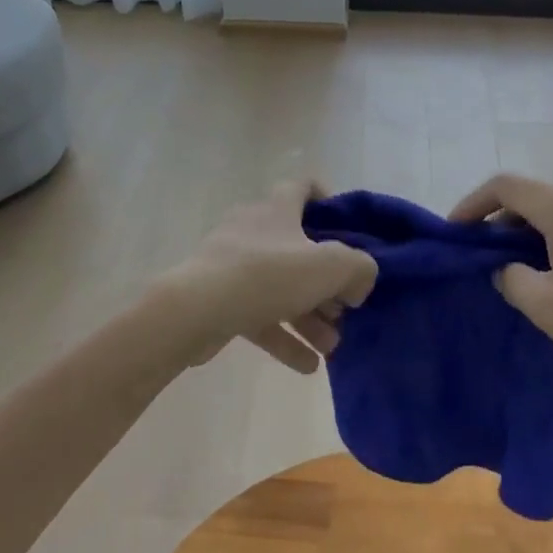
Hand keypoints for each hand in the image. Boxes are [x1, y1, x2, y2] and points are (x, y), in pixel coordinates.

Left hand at [162, 181, 377, 373]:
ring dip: (309, 315)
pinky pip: (260, 315)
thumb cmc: (267, 275)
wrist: (194, 310)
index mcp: (278, 209)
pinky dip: (284, 336)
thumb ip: (359, 268)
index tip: (346, 229)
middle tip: (344, 308)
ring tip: (331, 345)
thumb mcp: (330, 266)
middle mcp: (254, 230)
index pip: (302, 187)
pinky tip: (307, 365)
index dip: (327, 201)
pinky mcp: (219, 299)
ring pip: (281, 287)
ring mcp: (233, 265)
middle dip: (326, 281)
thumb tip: (358, 283)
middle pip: (299, 248)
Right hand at [450, 174, 552, 370]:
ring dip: (528, 231)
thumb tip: (506, 267)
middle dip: (499, 221)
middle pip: (530, 196)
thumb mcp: (545, 304)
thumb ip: (510, 278)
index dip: (472, 204)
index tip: (454, 232)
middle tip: (482, 256)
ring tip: (515, 267)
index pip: (504, 186)